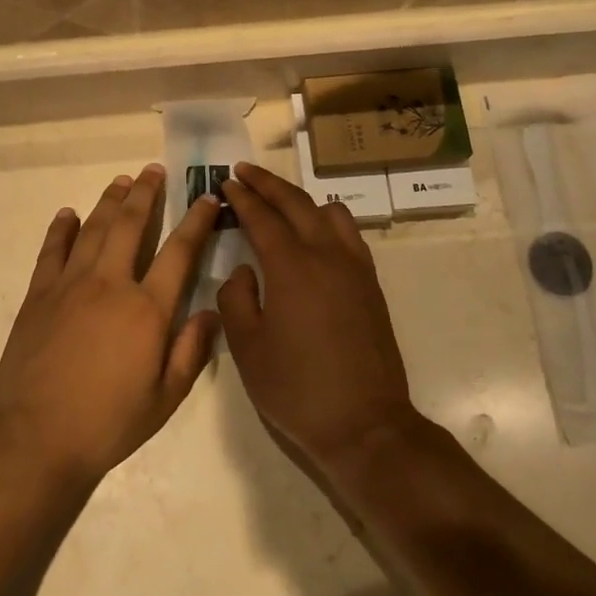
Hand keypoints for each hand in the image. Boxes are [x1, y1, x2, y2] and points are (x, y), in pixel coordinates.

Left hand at [0, 166, 220, 483]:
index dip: (196, 221)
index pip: (179, 252)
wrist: (34, 436)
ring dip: (109, 200)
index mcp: (147, 309)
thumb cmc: (107, 423)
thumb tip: (211, 313)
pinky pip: (52, 250)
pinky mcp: (39, 294)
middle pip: (131, 224)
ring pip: (94, 228)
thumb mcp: (165, 398)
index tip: (206, 198)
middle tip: (154, 171)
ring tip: (121, 180)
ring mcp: (70, 284)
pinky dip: (62, 228)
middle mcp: (110, 283)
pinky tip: (68, 214)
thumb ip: (191, 351)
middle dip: (146, 193)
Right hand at [217, 162, 416, 466]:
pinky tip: (314, 236)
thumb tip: (244, 271)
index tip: (225, 182)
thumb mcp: (247, 348)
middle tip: (244, 171)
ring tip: (279, 204)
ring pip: (329, 212)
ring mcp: (355, 267)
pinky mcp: (371, 284)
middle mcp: (327, 254)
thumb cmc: (296, 388)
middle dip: (267, 183)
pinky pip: (349, 234)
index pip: (262, 217)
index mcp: (291, 267)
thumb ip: (236, 298)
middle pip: (296, 203)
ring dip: (300, 200)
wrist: (365, 425)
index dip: (241, 197)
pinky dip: (326, 221)